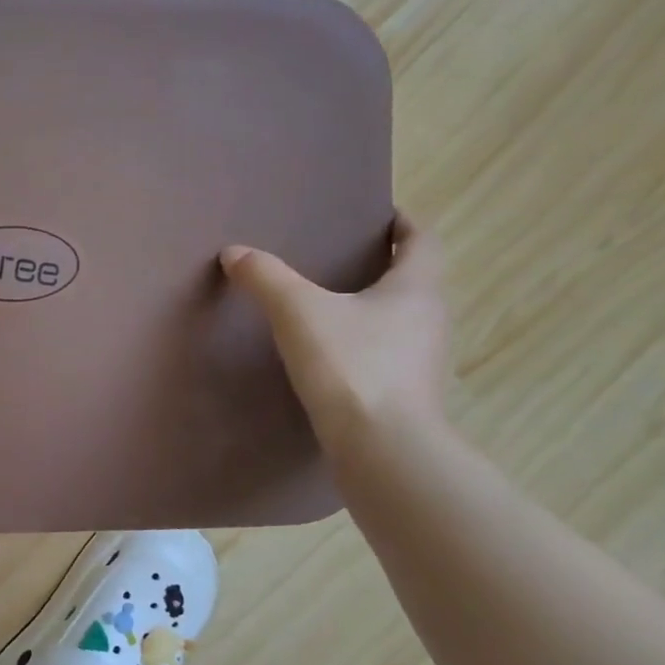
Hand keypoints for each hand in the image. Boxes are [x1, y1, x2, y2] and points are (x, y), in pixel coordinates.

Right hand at [220, 215, 449, 457]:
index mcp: (415, 290)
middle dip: (385, 267)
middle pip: (414, 283)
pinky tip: (331, 356)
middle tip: (344, 258)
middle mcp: (430, 322)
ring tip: (331, 306)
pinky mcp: (407, 397)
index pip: (423, 243)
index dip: (406, 225)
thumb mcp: (298, 312)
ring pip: (402, 322)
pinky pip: (387, 356)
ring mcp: (423, 363)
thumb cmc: (351, 365)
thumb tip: (234, 251)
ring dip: (375, 309)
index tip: (383, 215)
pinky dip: (365, 346)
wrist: (382, 450)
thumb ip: (266, 278)